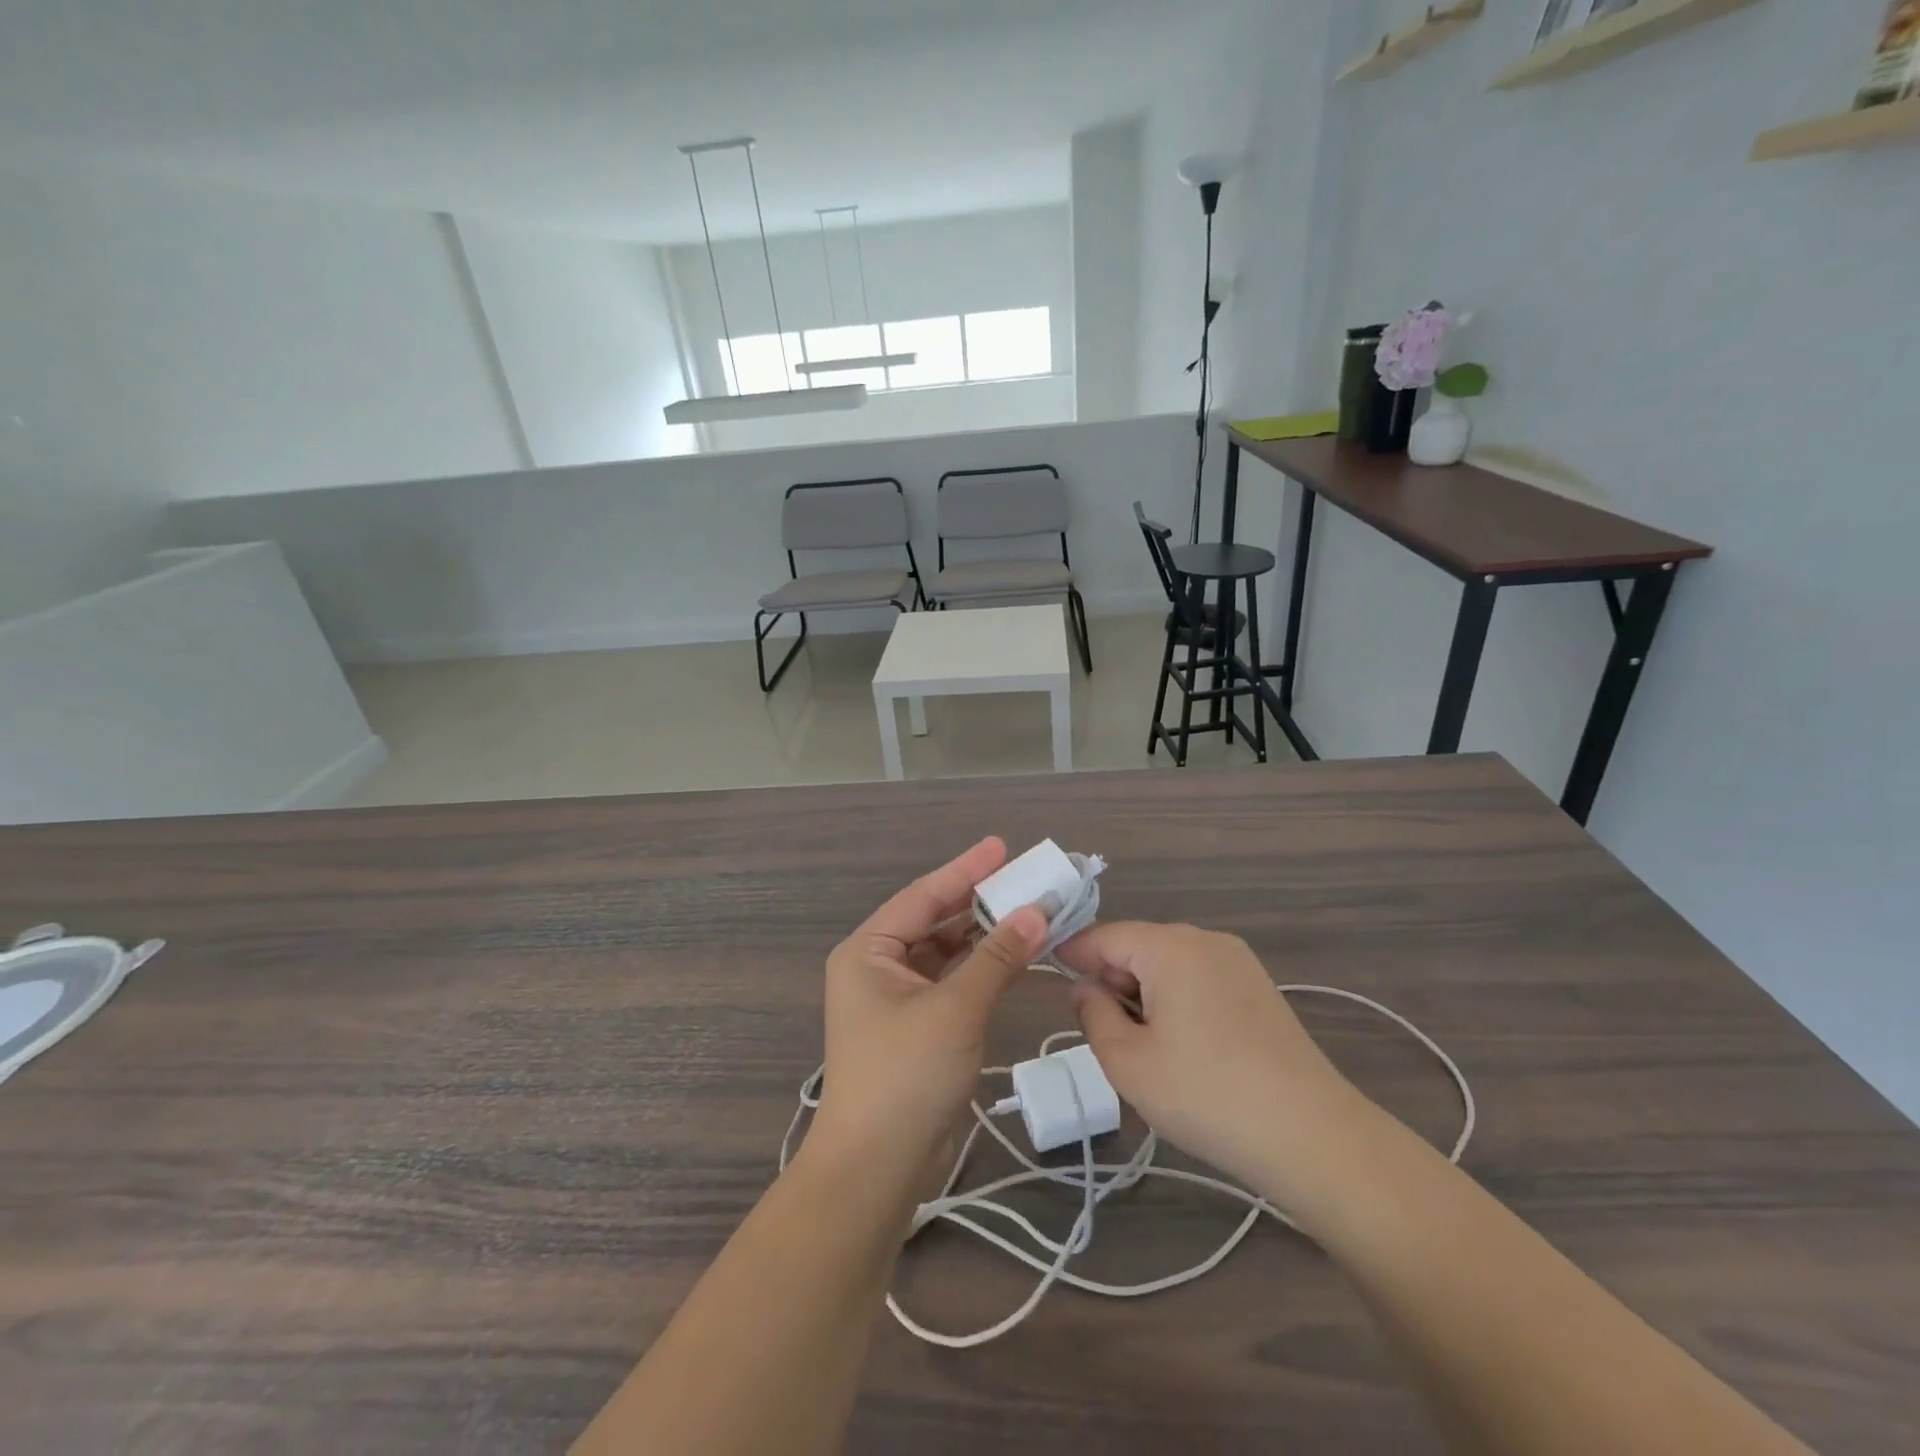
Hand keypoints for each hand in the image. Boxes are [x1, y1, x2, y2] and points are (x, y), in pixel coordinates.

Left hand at [807, 838, 1048, 1190]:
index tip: (1001, 847)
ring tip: (1028, 910)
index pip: (923, 896)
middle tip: (1024, 878)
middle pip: (934, 921)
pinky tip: (1014, 954)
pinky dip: (981, 968)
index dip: (965, 870)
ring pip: (946, 952)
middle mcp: (877, 967)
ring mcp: (896, 999)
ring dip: (984, 935)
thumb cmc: (905, 1075)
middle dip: (978, 901)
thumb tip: (1038, 912)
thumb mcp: (955, 1009)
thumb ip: (997, 957)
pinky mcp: (917, 1027)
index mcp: (868, 951)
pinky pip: (952, 981)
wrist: (876, 1169)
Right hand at [1057, 922, 1372, 1208]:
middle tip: (1100, 1032)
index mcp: (1169, 946)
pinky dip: (1177, 1002)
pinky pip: (1199, 980)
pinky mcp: (1259, 989)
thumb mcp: (1128, 1062)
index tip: (1047, 975)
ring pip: (1169, 965)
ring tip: (1143, 1048)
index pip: (1104, 936)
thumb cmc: (1206, 1095)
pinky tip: (1183, 1049)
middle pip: (1138, 947)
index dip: (1072, 955)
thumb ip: (1093, 1015)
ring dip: (1144, 995)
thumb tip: (1083, 988)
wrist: (1312, 1137)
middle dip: (1112, 981)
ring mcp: (1238, 963)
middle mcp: (1205, 940)